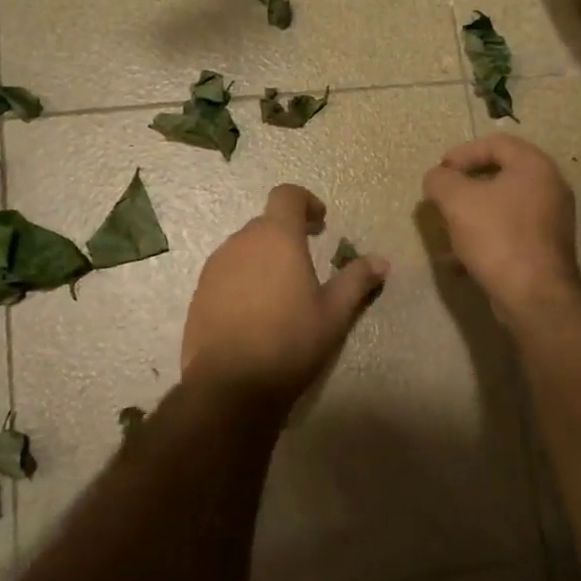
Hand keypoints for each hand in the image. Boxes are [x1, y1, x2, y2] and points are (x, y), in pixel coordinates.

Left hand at [181, 184, 389, 407]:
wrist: (229, 385)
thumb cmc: (289, 341)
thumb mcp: (334, 313)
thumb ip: (357, 280)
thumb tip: (381, 261)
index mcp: (276, 237)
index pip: (286, 195)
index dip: (305, 202)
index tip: (320, 222)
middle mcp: (241, 242)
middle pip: (266, 223)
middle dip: (287, 234)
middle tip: (308, 260)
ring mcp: (215, 267)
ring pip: (244, 248)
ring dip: (264, 258)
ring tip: (282, 291)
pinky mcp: (199, 293)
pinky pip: (226, 272)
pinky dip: (244, 279)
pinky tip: (256, 312)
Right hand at [422, 134, 580, 321]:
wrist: (533, 295)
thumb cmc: (497, 236)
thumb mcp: (457, 201)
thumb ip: (440, 180)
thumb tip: (437, 178)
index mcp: (534, 167)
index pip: (497, 143)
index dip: (463, 152)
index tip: (440, 170)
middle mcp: (550, 188)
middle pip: (501, 175)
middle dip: (465, 186)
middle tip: (442, 197)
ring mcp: (551, 221)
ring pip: (503, 208)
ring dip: (472, 215)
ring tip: (447, 230)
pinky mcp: (545, 250)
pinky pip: (509, 234)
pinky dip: (484, 240)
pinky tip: (459, 261)